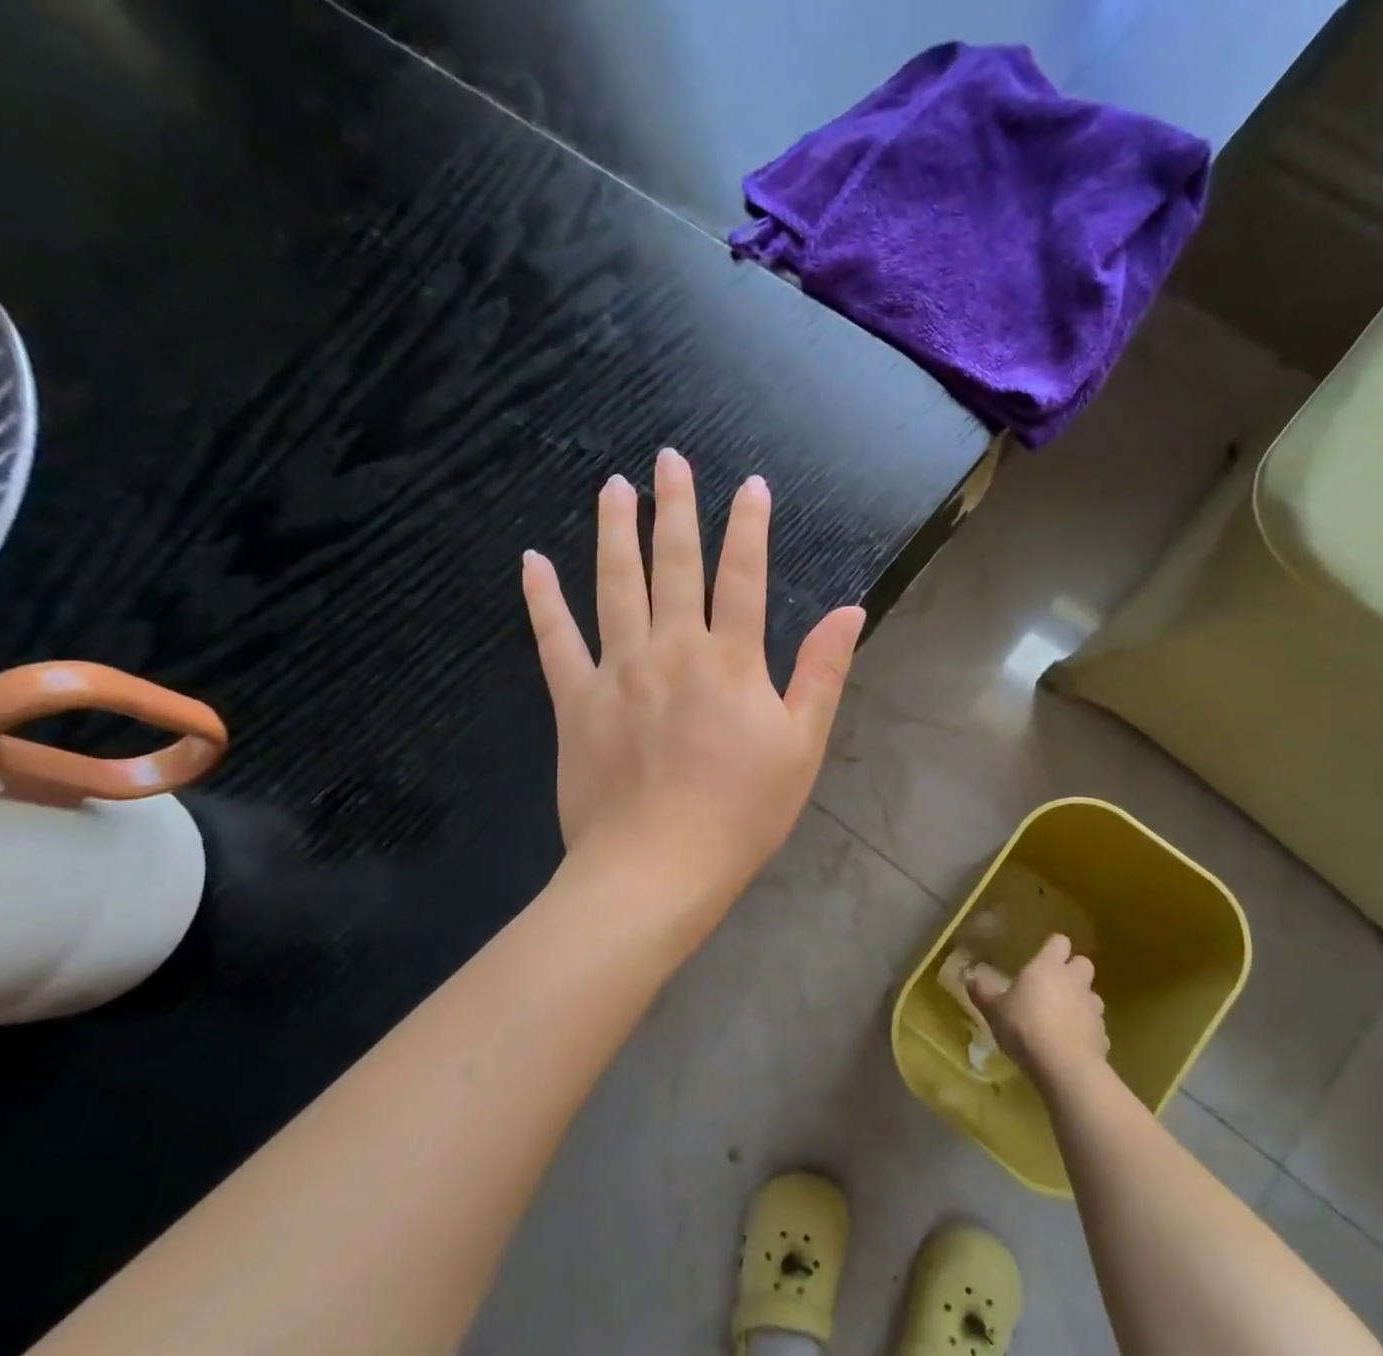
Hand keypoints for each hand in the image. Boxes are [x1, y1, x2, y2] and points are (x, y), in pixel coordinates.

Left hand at [521, 448, 864, 903]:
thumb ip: (822, 674)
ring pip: (614, 586)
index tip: (749, 485)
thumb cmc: (742, 814)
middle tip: (668, 460)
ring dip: (614, 532)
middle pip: (674, 565)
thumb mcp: (801, 747)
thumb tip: (850, 609)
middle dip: (675, 508)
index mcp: (731, 662)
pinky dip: (542, 600)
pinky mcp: (576, 701)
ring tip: (613, 488)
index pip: (744, 577)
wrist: (658, 868)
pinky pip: (554, 640)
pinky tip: (532, 562)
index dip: (749, 527)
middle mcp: (673, 650)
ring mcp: (618, 671)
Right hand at [968, 933, 1108, 1090]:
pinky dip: (1086, 1030)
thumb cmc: (1025, 1027)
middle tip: (1053, 985)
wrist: (1064, 1066)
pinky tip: (1071, 1042)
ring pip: (1092, 995)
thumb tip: (969, 976)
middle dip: (1072, 971)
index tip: (1042, 957)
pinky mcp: (1103, 1035)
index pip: (1059, 942)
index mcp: (1048, 967)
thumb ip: (983, 991)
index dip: (1053, 948)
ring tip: (1063, 1016)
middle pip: (1083, 963)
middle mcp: (1074, 981)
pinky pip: (1096, 1026)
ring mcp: (1093, 1008)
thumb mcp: (994, 1010)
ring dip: (1081, 1001)